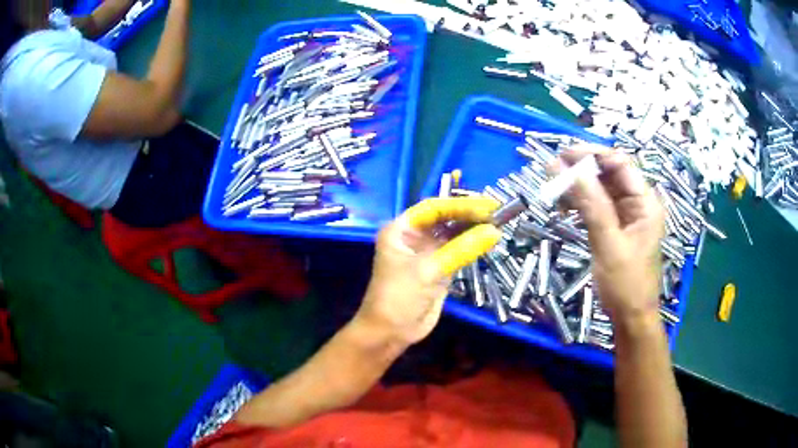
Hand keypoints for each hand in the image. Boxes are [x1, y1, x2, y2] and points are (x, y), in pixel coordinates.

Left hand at [355, 197, 501, 345]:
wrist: (391, 333)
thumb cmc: (399, 297)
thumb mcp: (427, 271)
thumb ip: (461, 250)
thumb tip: (494, 231)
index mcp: (402, 230)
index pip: (434, 208)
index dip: (461, 204)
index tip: (487, 205)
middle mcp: (415, 237)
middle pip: (446, 219)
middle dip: (470, 215)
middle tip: (498, 212)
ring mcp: (428, 252)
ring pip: (454, 234)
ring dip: (474, 229)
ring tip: (499, 222)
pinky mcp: (440, 268)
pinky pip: (460, 251)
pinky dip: (474, 245)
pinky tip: (490, 239)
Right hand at [553, 148, 664, 321]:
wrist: (630, 317)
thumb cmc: (626, 284)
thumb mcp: (609, 244)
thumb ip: (593, 205)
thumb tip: (571, 169)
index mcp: (645, 202)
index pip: (620, 164)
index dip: (593, 154)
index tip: (564, 154)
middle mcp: (637, 203)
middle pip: (609, 174)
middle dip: (582, 169)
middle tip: (552, 168)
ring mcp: (626, 216)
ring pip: (601, 189)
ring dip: (578, 186)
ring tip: (553, 185)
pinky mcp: (615, 228)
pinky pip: (597, 207)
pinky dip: (580, 203)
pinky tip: (564, 204)